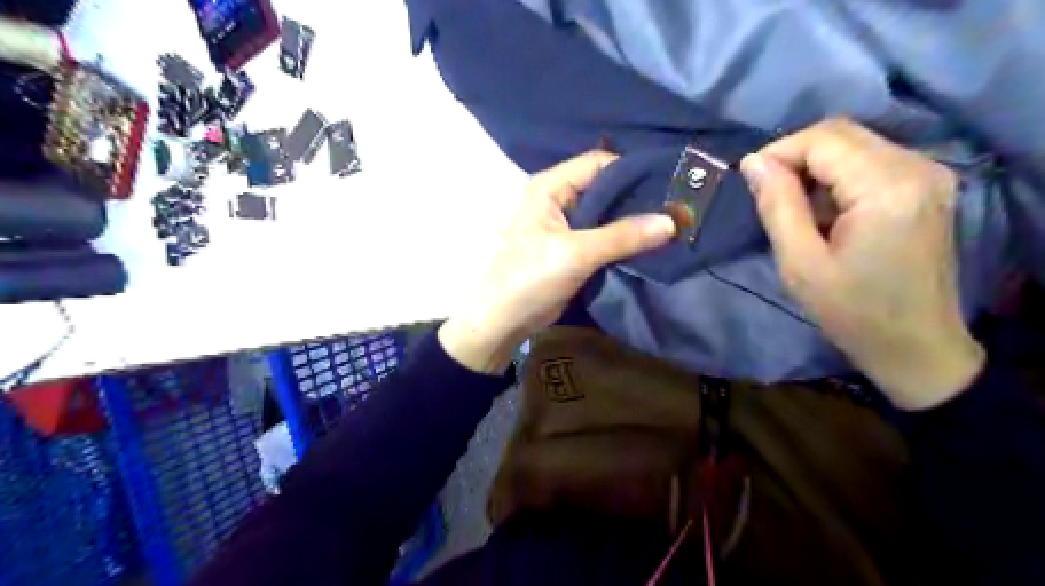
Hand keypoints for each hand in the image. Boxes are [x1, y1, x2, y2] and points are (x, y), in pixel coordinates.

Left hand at [437, 149, 674, 371]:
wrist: (504, 320)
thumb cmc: (529, 278)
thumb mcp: (575, 254)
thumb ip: (622, 236)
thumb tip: (672, 221)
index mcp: (551, 187)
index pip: (598, 163)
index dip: (632, 170)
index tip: (668, 184)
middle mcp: (559, 199)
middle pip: (606, 187)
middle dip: (638, 198)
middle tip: (677, 207)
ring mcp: (567, 225)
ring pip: (608, 214)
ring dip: (633, 222)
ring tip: (672, 225)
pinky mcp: (574, 248)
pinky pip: (604, 236)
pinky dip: (625, 240)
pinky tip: (652, 244)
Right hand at [739, 120, 985, 411]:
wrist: (915, 345)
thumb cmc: (852, 312)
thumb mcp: (800, 263)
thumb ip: (777, 206)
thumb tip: (752, 163)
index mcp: (886, 188)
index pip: (822, 140)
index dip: (778, 153)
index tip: (750, 183)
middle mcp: (916, 167)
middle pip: (841, 133)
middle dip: (794, 156)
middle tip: (767, 194)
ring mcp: (928, 174)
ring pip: (855, 143)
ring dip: (814, 167)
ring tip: (794, 208)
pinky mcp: (927, 186)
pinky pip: (870, 160)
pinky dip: (837, 175)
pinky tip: (825, 211)